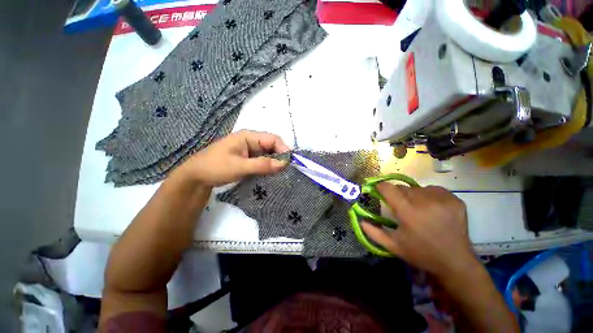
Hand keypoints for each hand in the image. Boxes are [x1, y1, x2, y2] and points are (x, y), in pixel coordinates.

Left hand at [176, 130, 289, 185]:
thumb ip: (262, 164)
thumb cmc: (215, 167)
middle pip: (272, 146)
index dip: (284, 149)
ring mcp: (250, 150)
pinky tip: (272, 175)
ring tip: (282, 174)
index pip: (273, 139)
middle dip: (281, 157)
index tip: (290, 163)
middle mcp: (251, 141)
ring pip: (269, 154)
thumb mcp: (239, 166)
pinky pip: (263, 161)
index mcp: (248, 136)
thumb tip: (284, 164)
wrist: (197, 177)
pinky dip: (269, 167)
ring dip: (275, 163)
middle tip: (287, 171)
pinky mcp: (249, 159)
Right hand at [362, 183, 474, 278]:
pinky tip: (432, 208)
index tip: (379, 191)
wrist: (455, 262)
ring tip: (418, 209)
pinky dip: (429, 196)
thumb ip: (373, 232)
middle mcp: (425, 202)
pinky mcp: (455, 200)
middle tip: (401, 207)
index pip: (388, 188)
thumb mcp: (393, 246)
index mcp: (408, 212)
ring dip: (413, 195)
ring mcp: (442, 199)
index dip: (381, 187)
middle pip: (402, 188)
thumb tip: (360, 220)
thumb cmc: (421, 254)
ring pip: (418, 188)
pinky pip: (434, 190)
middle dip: (397, 195)